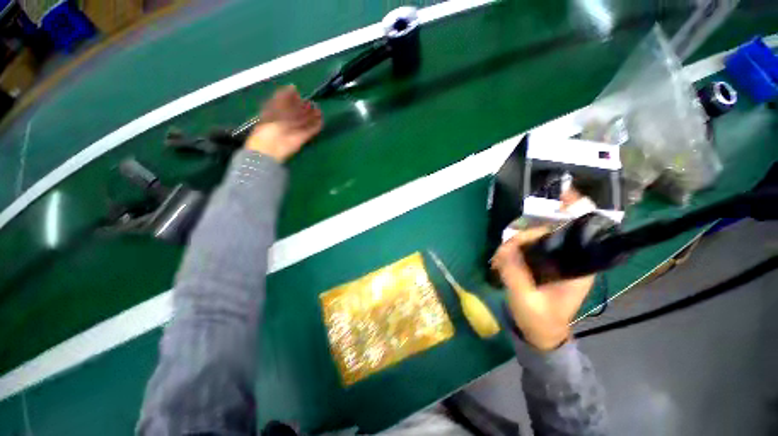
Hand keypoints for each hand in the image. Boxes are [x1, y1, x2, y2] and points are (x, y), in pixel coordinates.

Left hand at [245, 86, 322, 162]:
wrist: (274, 143)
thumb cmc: (272, 122)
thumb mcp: (276, 104)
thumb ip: (284, 95)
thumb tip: (293, 86)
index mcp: (276, 110)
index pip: (286, 102)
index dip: (293, 98)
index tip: (299, 93)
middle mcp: (286, 119)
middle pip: (297, 112)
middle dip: (305, 107)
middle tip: (313, 103)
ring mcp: (295, 129)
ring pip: (306, 121)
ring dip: (313, 116)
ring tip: (319, 110)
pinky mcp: (303, 138)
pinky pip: (311, 130)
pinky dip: (316, 126)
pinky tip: (321, 120)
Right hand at [491, 228, 594, 350]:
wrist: (539, 336)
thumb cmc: (539, 320)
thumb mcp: (526, 298)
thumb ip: (514, 273)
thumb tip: (503, 248)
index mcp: (577, 270)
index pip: (563, 237)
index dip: (537, 233)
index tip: (514, 243)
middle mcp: (569, 262)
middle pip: (544, 237)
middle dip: (519, 241)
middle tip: (500, 254)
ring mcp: (555, 264)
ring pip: (532, 243)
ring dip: (512, 248)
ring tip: (498, 260)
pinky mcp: (542, 267)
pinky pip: (526, 251)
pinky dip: (512, 253)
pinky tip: (501, 261)